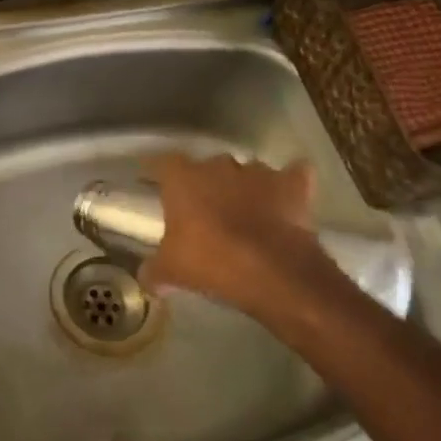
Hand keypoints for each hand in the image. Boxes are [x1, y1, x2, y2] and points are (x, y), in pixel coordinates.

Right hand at [138, 153, 336, 319]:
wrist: (273, 272)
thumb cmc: (210, 262)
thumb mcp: (170, 272)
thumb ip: (154, 270)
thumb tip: (147, 278)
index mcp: (183, 178)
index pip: (162, 163)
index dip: (159, 173)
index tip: (155, 183)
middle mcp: (219, 165)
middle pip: (207, 167)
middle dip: (206, 184)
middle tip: (203, 210)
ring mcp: (259, 172)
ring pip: (246, 172)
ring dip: (244, 187)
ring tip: (244, 212)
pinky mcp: (293, 185)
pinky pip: (292, 176)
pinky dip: (289, 185)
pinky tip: (286, 199)